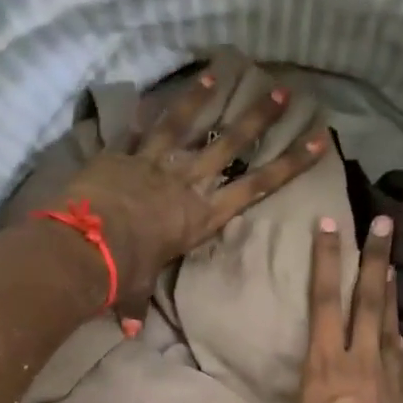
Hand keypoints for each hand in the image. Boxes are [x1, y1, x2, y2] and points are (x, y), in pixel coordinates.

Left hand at [19, 71, 329, 318]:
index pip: (256, 186)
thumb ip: (136, 306)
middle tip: (282, 92)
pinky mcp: (120, 155)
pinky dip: (140, 114)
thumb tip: (130, 331)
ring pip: (184, 124)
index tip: (318, 140)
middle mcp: (186, 184)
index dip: (290, 164)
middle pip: (230, 144)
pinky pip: (134, 130)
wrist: (85, 246)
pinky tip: (146, 94)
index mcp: (200, 218)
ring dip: (202, 97)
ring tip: (220, 70)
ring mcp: (153, 164)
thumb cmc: (122, 274)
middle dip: (259, 118)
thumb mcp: (135, 291)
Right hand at [258, 215, 402, 402]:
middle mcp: (361, 365)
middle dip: (375, 258)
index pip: (324, 302)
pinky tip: (397, 336)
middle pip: (368, 300)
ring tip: (392, 268)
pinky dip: (397, 342)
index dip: (327, 261)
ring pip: (390, 326)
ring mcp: (391, 382)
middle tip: (384, 223)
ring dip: (390, 294)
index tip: (331, 224)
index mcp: (324, 369)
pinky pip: (401, 361)